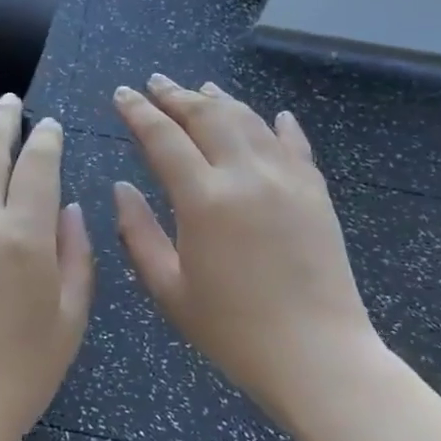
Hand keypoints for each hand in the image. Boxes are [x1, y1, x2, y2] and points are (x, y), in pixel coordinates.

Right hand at [112, 75, 385, 426]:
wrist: (319, 357)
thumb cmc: (233, 331)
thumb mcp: (168, 290)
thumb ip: (138, 233)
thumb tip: (121, 188)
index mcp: (204, 199)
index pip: (163, 137)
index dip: (138, 111)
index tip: (122, 93)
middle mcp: (246, 175)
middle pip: (207, 115)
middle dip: (176, 95)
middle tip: (155, 83)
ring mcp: (287, 179)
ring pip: (249, 120)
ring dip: (220, 100)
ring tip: (201, 88)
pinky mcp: (316, 192)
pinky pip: (294, 144)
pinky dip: (278, 125)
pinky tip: (273, 115)